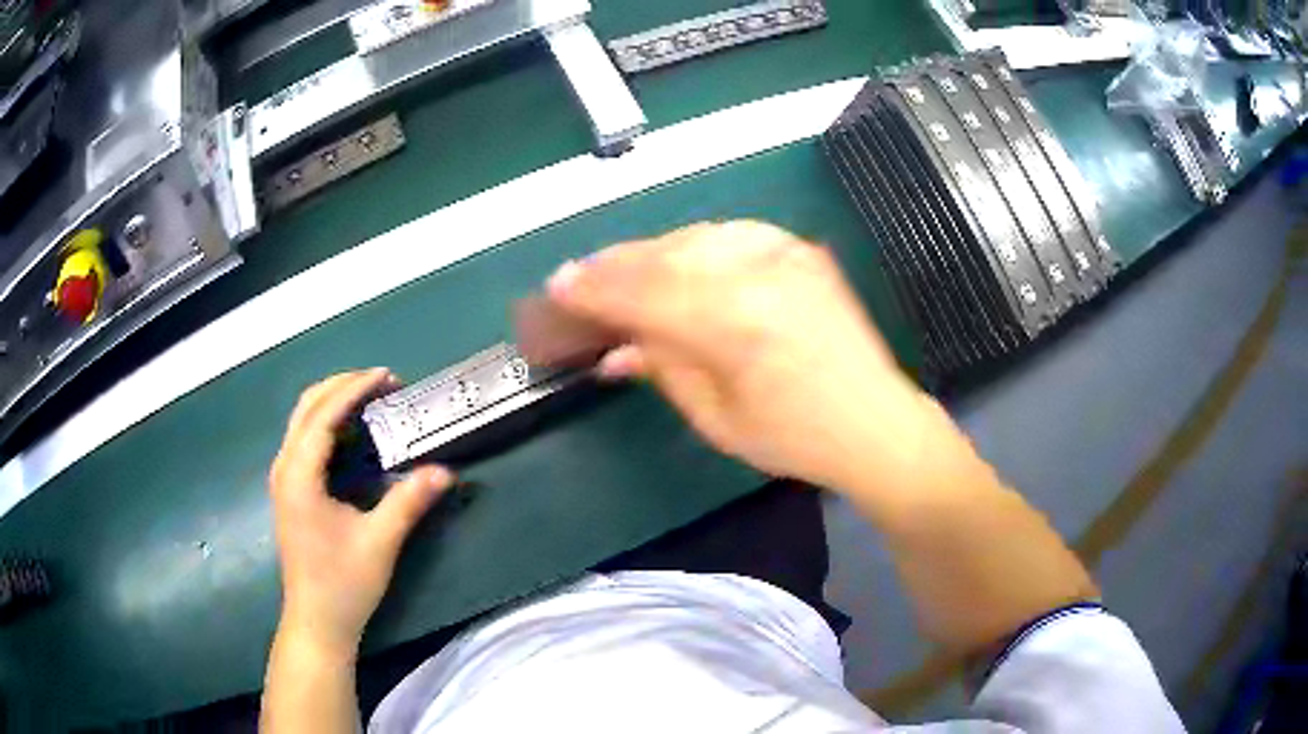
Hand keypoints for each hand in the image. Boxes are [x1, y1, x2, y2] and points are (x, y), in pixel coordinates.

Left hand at [268, 369, 453, 657]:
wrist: (317, 622)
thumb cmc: (344, 584)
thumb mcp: (380, 543)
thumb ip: (409, 501)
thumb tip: (444, 470)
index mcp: (299, 475)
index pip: (323, 414)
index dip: (355, 389)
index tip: (388, 377)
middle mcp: (284, 468)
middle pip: (307, 407)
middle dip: (342, 386)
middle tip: (381, 383)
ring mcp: (283, 480)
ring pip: (302, 421)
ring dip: (333, 402)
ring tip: (369, 399)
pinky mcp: (289, 492)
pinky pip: (303, 439)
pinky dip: (326, 423)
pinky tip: (351, 434)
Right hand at [546, 220, 934, 491]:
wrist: (876, 423)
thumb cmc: (795, 439)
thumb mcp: (717, 418)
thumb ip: (664, 367)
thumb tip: (615, 347)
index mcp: (733, 324)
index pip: (643, 293)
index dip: (594, 290)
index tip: (557, 288)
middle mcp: (758, 274)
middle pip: (665, 255)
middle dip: (615, 265)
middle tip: (579, 277)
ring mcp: (785, 256)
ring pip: (695, 236)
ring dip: (652, 252)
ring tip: (624, 270)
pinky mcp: (800, 251)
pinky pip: (733, 234)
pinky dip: (696, 244)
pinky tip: (681, 259)